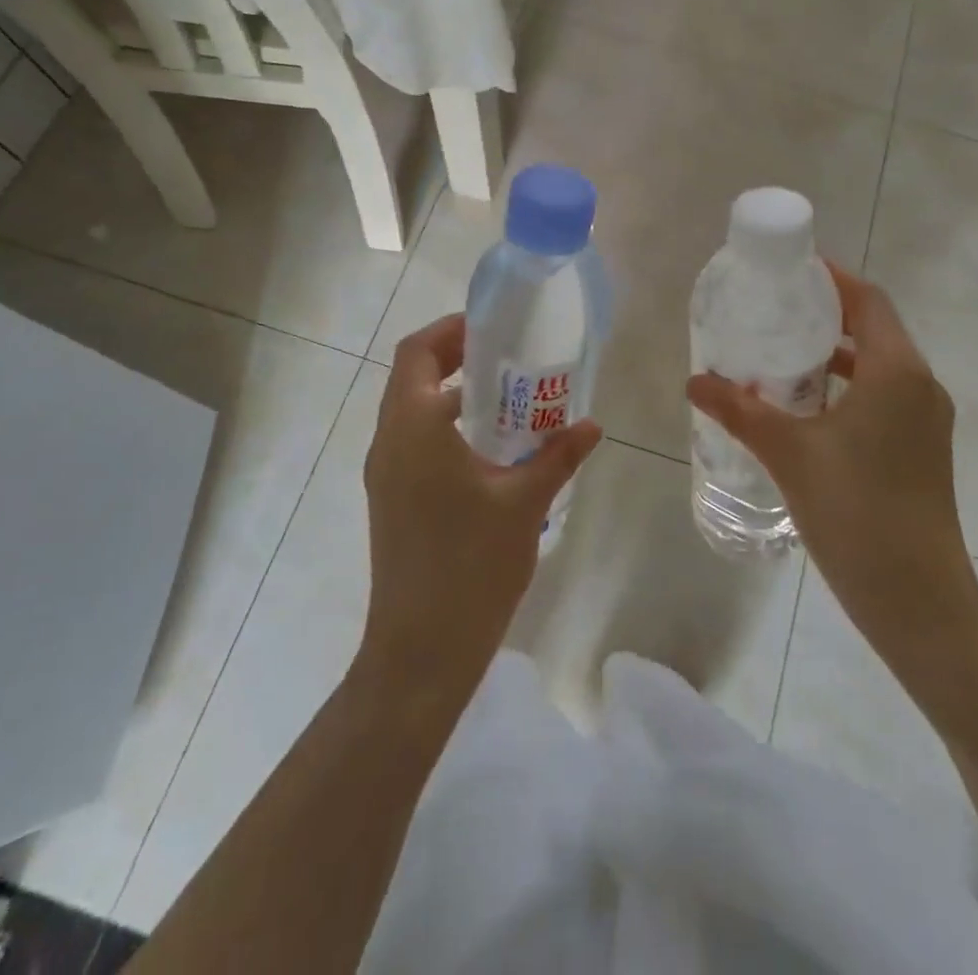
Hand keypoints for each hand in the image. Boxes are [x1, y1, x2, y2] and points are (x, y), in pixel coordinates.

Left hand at [359, 314, 601, 698]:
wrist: (421, 650)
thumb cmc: (471, 565)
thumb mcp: (524, 502)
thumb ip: (558, 455)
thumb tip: (592, 425)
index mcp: (412, 428)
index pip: (417, 352)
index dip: (451, 330)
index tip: (493, 327)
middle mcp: (388, 442)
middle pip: (411, 375)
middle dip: (455, 357)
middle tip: (506, 356)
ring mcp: (385, 474)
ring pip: (411, 410)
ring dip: (451, 393)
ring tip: (507, 397)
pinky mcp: (391, 499)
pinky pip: (415, 441)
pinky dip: (446, 426)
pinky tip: (492, 448)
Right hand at [686, 264, 977, 647]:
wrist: (920, 602)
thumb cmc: (856, 513)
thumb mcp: (789, 454)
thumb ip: (740, 410)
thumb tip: (694, 382)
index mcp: (897, 372)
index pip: (868, 300)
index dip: (832, 279)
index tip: (789, 272)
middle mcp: (920, 386)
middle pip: (874, 329)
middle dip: (826, 316)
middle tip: (774, 313)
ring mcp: (926, 422)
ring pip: (879, 367)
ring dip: (835, 356)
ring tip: (781, 358)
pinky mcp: (922, 451)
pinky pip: (884, 398)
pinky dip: (847, 389)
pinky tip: (805, 411)